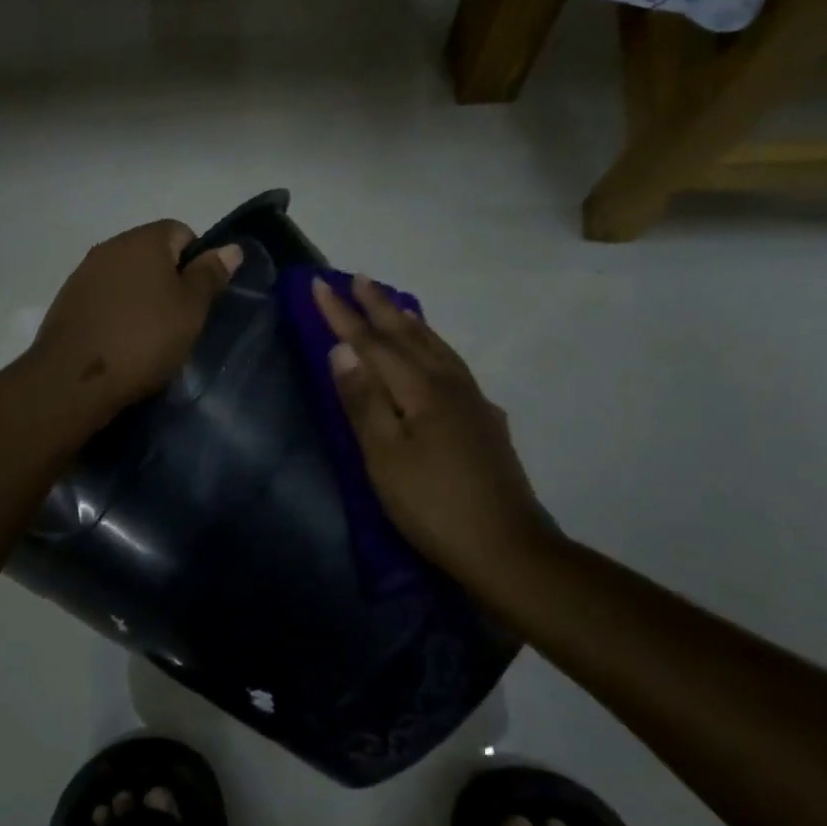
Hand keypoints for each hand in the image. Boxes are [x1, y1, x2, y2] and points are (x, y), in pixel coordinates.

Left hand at [33, 220, 240, 417]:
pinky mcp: (67, 301)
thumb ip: (210, 275)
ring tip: (150, 336)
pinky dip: (117, 312)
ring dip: (141, 297)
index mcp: (144, 240)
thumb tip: (232, 247)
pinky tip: (121, 342)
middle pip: (151, 253)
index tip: (200, 298)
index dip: (197, 261)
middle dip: (168, 280)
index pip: (181, 232)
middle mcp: (110, 246)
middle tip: (179, 320)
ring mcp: (84, 273)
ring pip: (126, 277)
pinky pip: (104, 298)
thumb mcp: (191, 309)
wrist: (74, 379)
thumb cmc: (144, 339)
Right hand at [314, 275, 551, 594]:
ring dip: (410, 322)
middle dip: (379, 306)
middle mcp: (449, 384)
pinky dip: (435, 347)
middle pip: (409, 336)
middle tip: (358, 277)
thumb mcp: (384, 457)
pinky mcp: (485, 421)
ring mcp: (472, 402)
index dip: (343, 315)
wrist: (506, 547)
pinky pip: (452, 365)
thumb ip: (363, 401)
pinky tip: (436, 356)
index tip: (320, 285)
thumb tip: (342, 350)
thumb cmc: (433, 505)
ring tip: (394, 305)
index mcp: (421, 390)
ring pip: (436, 347)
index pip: (373, 343)